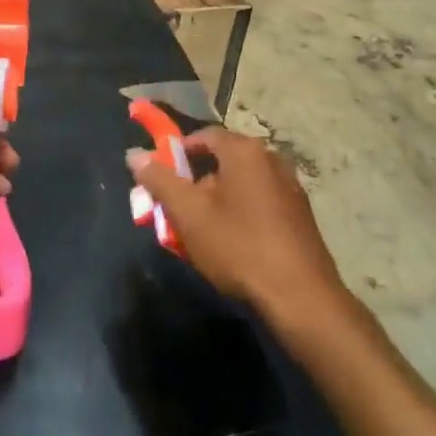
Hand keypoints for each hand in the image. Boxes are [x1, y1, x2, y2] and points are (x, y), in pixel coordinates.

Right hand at [127, 128, 343, 320]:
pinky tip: (234, 246)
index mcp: (245, 151)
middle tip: (179, 212)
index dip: (178, 153)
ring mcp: (291, 188)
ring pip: (242, 185)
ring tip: (202, 234)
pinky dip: (242, 215)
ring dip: (218, 202)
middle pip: (223, 161)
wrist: (301, 298)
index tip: (162, 178)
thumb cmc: (239, 247)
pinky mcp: (301, 216)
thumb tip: (135, 155)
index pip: (203, 136)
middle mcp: (271, 159)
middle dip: (196, 184)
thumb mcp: (189, 214)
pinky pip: (261, 203)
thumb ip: (160, 180)